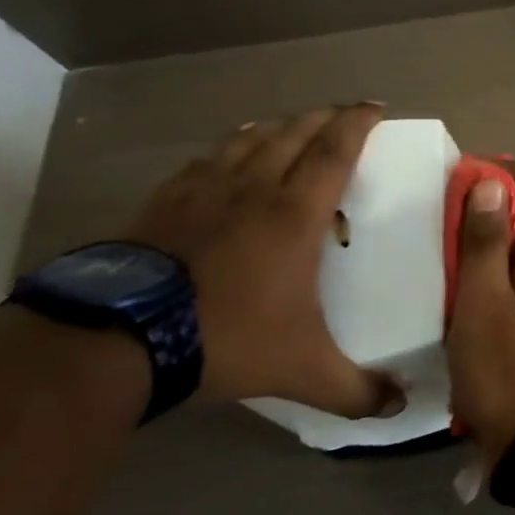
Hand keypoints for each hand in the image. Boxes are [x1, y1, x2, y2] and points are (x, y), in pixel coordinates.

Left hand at [120, 103, 401, 418]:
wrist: (115, 340)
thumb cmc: (224, 338)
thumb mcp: (301, 370)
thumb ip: (355, 389)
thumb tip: (400, 407)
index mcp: (295, 212)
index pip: (335, 149)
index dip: (358, 122)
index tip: (376, 107)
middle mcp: (254, 187)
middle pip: (295, 132)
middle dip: (325, 117)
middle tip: (345, 115)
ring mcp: (204, 189)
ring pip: (251, 138)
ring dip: (280, 127)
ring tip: (295, 128)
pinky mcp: (165, 200)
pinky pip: (209, 157)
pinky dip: (233, 146)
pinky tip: (232, 156)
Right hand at [446, 161, 514, 460]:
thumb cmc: (504, 371)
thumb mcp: (481, 305)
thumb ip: (486, 242)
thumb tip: (491, 182)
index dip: (503, 171)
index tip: (462, 174)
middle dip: (504, 193)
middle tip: (456, 202)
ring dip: (509, 222)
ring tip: (462, 232)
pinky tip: (483, 271)